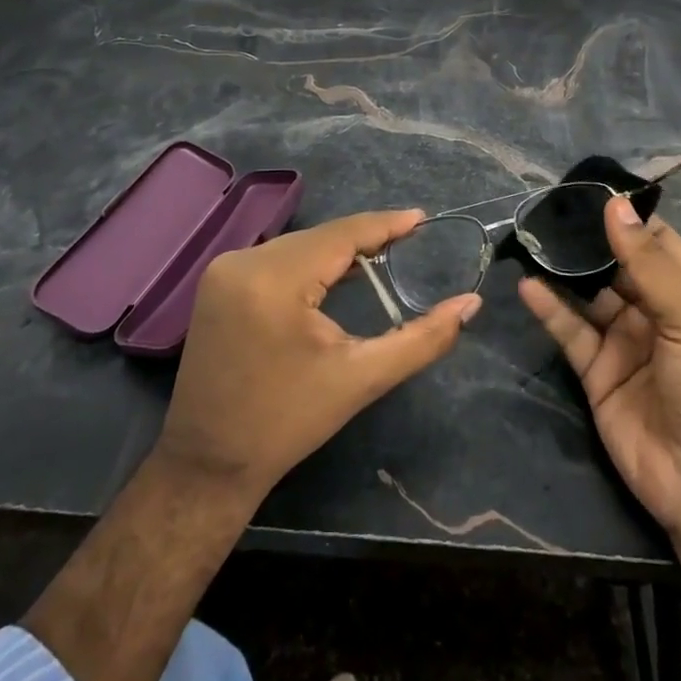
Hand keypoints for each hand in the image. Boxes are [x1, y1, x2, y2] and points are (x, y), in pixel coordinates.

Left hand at [155, 210, 480, 502]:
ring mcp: (224, 270)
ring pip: (297, 245)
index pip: (341, 235)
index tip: (422, 217)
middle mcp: (243, 261)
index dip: (385, 224)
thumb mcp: (361, 379)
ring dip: (336, 251)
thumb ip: (422, 339)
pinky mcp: (217, 282)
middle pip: (319, 238)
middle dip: (364, 239)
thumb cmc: (288, 422)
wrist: (209, 463)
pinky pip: (275, 258)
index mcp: (274, 279)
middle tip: (408, 239)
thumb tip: (471, 303)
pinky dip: (308, 262)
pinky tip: (335, 273)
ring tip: (382, 254)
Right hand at [518, 196, 680, 585]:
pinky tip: (527, 286)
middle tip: (544, 210)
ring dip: (563, 270)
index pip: (654, 240)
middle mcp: (657, 310)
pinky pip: (571, 331)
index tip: (583, 188)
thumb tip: (614, 205)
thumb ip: (647, 263)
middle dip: (586, 239)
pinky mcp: (597, 372)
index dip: (623, 215)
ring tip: (530, 240)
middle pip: (616, 264)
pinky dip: (550, 308)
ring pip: (589, 294)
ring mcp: (625, 341)